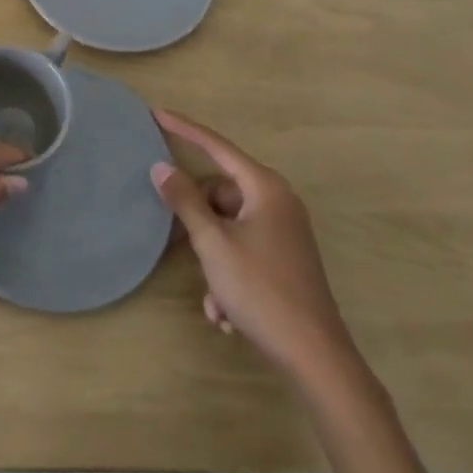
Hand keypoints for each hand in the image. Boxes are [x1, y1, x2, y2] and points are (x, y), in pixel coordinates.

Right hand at [151, 110, 357, 386]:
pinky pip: (244, 249)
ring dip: (211, 256)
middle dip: (196, 220)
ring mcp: (284, 230)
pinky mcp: (286, 258)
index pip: (216, 145)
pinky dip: (228, 273)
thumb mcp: (214, 244)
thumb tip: (161, 167)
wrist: (317, 359)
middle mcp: (277, 201)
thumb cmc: (262, 291)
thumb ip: (185, 201)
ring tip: (210, 294)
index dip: (184, 128)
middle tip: (173, 240)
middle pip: (220, 191)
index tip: (156, 113)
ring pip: (229, 225)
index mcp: (264, 187)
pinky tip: (223, 311)